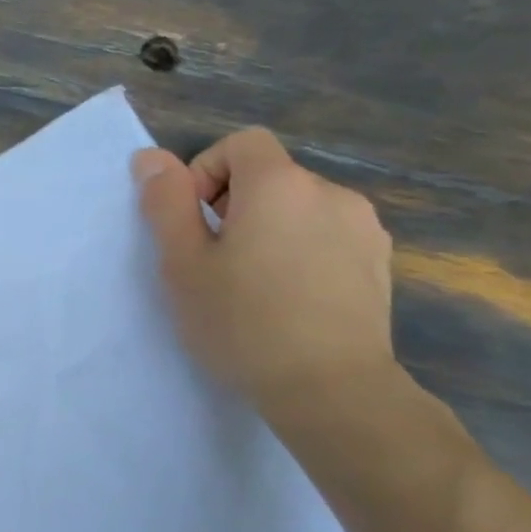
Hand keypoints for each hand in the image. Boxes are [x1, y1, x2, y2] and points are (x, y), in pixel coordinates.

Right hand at [133, 129, 395, 417]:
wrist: (329, 387)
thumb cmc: (241, 321)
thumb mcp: (182, 263)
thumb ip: (166, 203)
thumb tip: (150, 157)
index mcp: (279, 186)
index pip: (240, 144)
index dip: (206, 172)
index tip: (193, 223)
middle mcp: (330, 192)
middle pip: (270, 176)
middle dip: (234, 206)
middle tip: (213, 263)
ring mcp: (364, 228)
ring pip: (299, 208)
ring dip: (269, 229)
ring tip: (252, 284)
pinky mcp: (380, 262)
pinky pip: (327, 235)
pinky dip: (301, 250)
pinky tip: (290, 298)